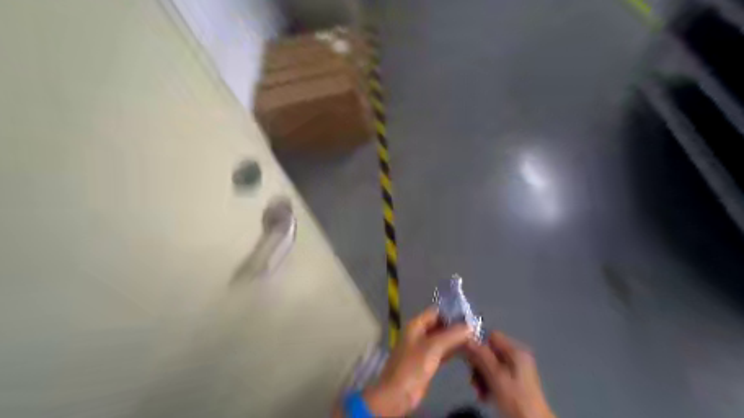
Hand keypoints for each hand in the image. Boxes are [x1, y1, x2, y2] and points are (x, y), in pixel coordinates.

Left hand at [364, 305, 472, 415]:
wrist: (398, 393)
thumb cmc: (413, 366)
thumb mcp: (433, 347)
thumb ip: (452, 335)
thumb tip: (470, 326)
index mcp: (416, 324)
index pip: (436, 312)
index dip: (452, 313)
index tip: (470, 317)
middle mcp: (419, 333)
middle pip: (440, 325)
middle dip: (456, 327)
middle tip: (476, 330)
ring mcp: (423, 348)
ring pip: (442, 338)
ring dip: (456, 339)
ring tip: (475, 339)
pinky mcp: (427, 362)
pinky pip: (442, 351)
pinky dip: (453, 350)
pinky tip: (467, 352)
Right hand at [466, 335, 554, 417]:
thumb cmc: (515, 398)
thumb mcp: (495, 376)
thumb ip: (481, 355)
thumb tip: (466, 338)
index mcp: (516, 351)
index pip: (492, 336)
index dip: (479, 345)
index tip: (469, 358)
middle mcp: (517, 357)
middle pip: (490, 351)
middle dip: (479, 365)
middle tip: (474, 380)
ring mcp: (516, 370)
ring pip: (490, 365)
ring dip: (481, 377)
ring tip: (480, 391)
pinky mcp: (514, 382)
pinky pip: (495, 375)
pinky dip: (488, 383)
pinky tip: (485, 395)